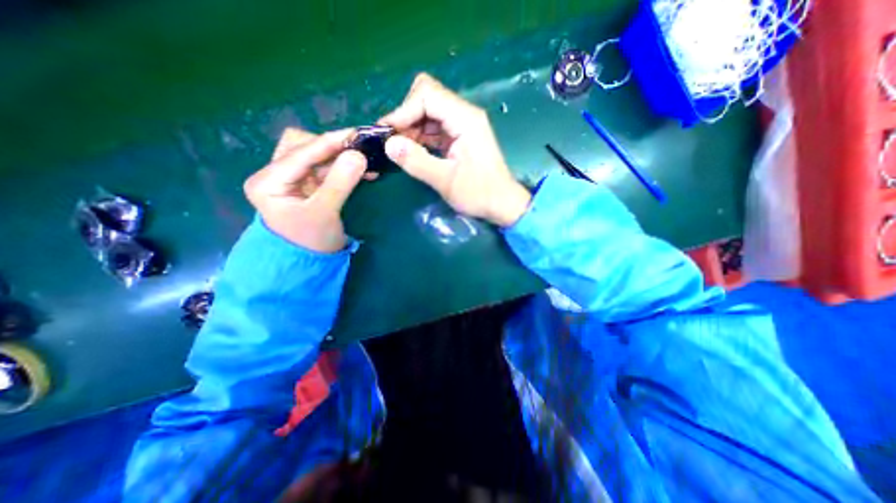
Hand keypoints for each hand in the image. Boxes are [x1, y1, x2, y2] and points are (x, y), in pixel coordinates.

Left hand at [241, 128, 366, 252]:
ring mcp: (290, 179)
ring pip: (314, 155)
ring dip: (339, 156)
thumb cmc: (312, 241)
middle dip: (332, 147)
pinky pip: (324, 168)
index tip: (357, 135)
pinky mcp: (306, 185)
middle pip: (303, 146)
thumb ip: (340, 183)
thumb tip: (358, 155)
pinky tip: (361, 170)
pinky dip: (342, 167)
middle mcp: (275, 174)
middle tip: (359, 149)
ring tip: (363, 160)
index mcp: (268, 181)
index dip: (330, 142)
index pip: (301, 152)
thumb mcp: (325, 212)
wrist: (310, 263)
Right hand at [379, 72, 529, 227]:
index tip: (387, 133)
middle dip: (406, 116)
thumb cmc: (479, 194)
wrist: (502, 203)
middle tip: (393, 141)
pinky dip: (420, 136)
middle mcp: (464, 114)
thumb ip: (416, 162)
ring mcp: (462, 124)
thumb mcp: (445, 181)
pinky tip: (413, 151)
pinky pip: (434, 127)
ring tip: (400, 149)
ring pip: (428, 111)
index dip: (403, 110)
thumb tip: (388, 145)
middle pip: (427, 96)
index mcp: (465, 119)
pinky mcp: (459, 135)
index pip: (427, 95)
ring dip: (411, 127)